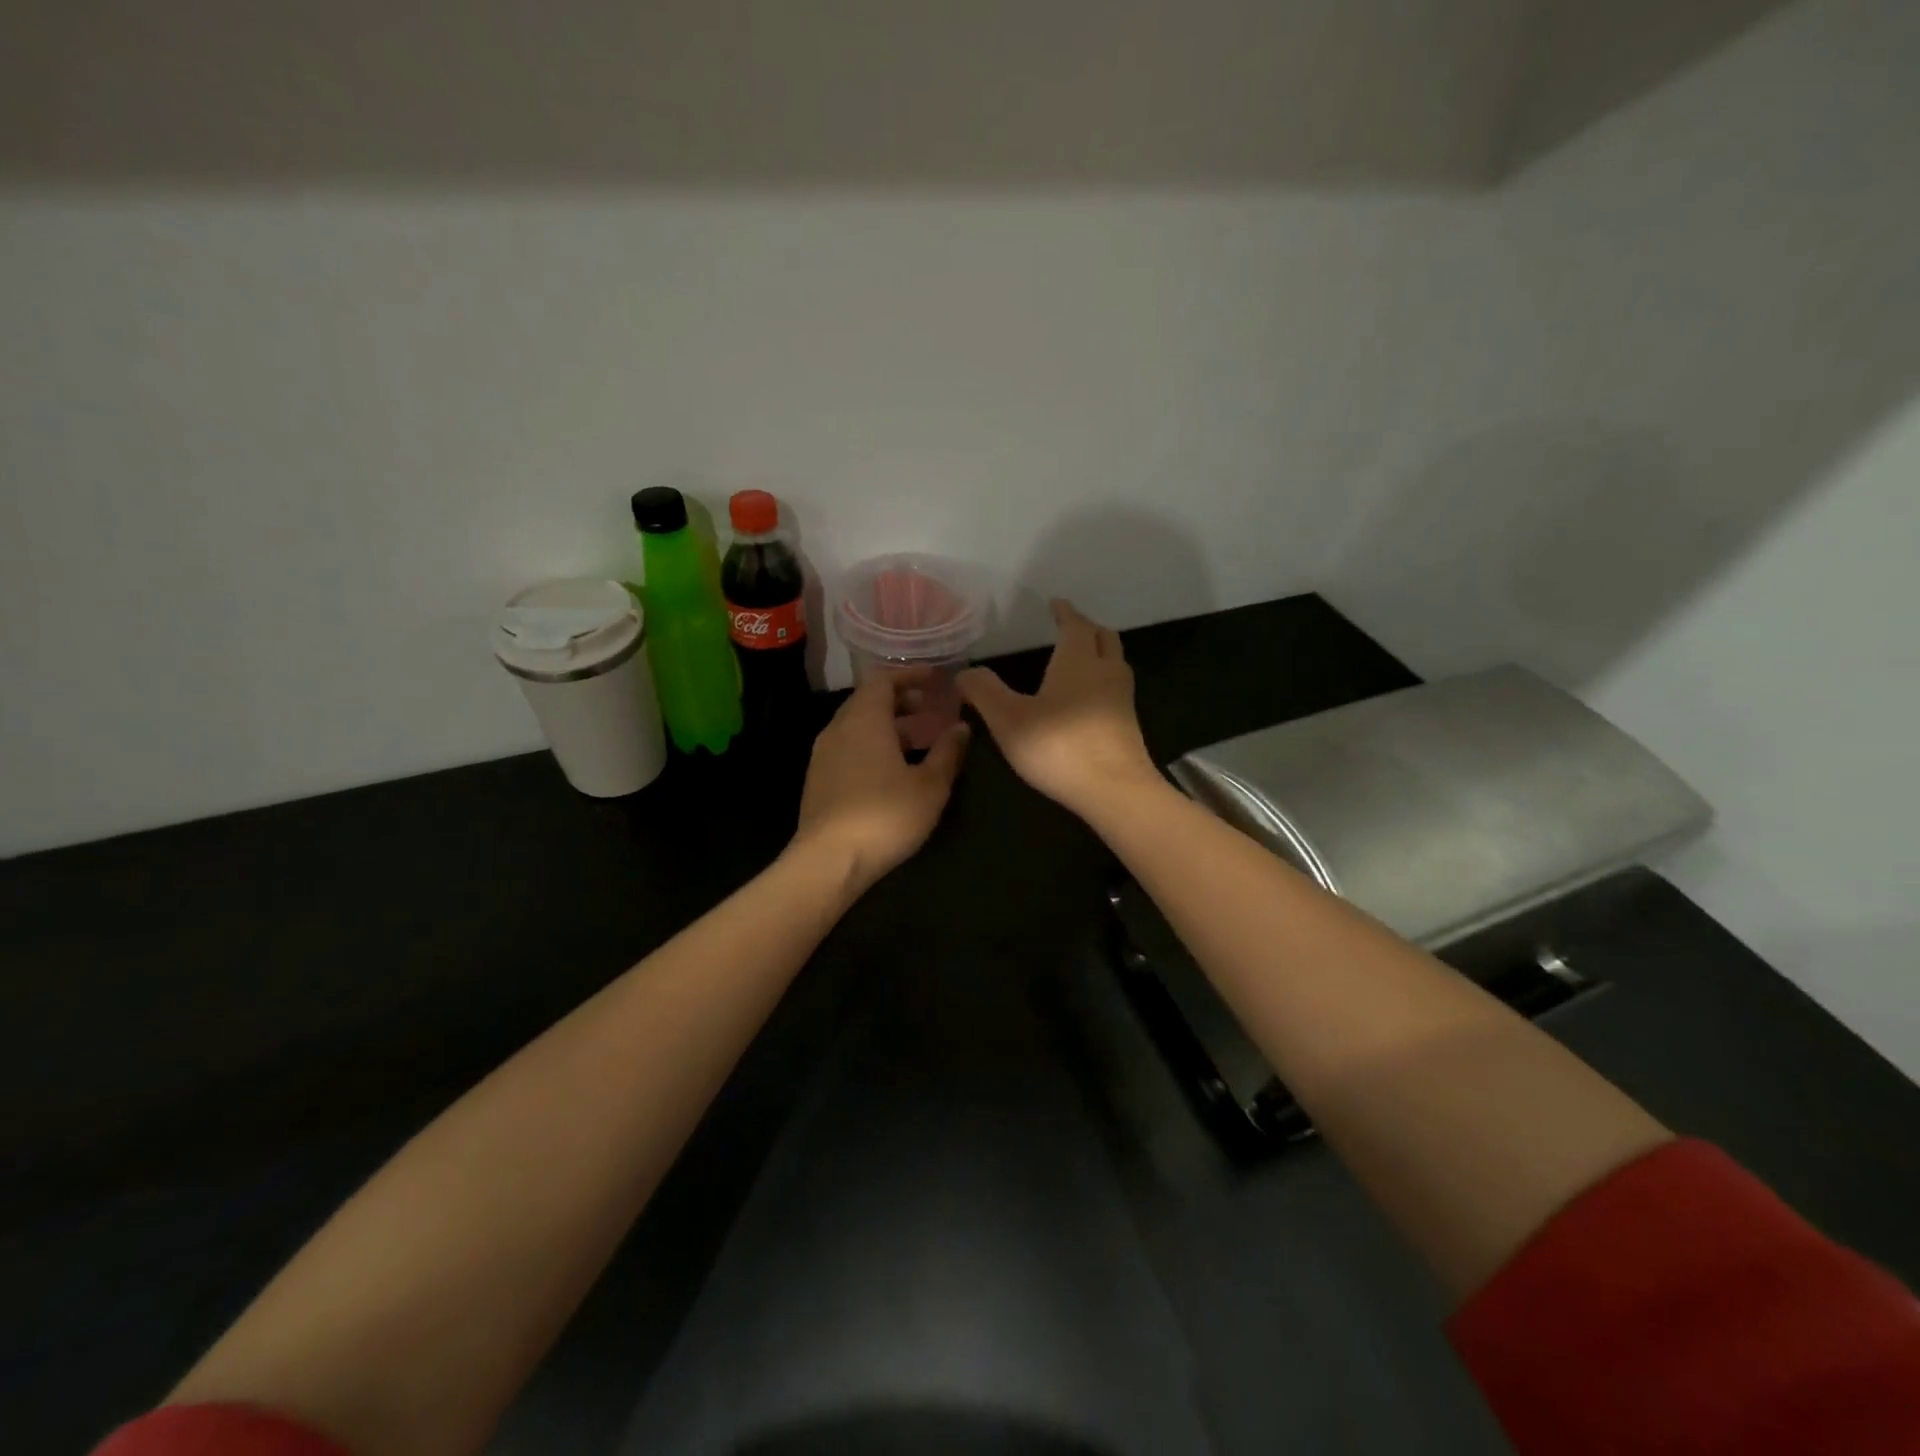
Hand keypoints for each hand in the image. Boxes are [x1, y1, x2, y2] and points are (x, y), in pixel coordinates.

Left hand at [792, 670, 970, 892]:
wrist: (829, 861)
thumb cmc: (885, 816)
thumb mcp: (930, 786)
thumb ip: (948, 752)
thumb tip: (961, 726)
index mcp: (864, 719)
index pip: (884, 680)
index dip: (910, 675)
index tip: (936, 679)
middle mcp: (838, 729)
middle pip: (868, 701)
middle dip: (901, 701)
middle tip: (931, 710)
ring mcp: (823, 755)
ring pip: (858, 727)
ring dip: (888, 726)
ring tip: (918, 742)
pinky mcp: (819, 780)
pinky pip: (849, 748)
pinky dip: (872, 745)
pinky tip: (893, 770)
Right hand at [958, 600, 1156, 817]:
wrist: (1115, 791)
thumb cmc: (1059, 747)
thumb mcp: (1008, 719)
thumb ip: (984, 691)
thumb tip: (964, 672)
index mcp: (1078, 661)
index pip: (1075, 625)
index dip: (1065, 613)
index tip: (1056, 604)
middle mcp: (1106, 672)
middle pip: (1104, 638)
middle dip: (1087, 629)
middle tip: (1070, 627)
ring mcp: (1122, 699)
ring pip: (1115, 663)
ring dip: (1100, 654)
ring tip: (1080, 659)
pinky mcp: (1128, 726)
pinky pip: (1116, 689)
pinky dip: (1103, 681)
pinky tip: (1088, 700)